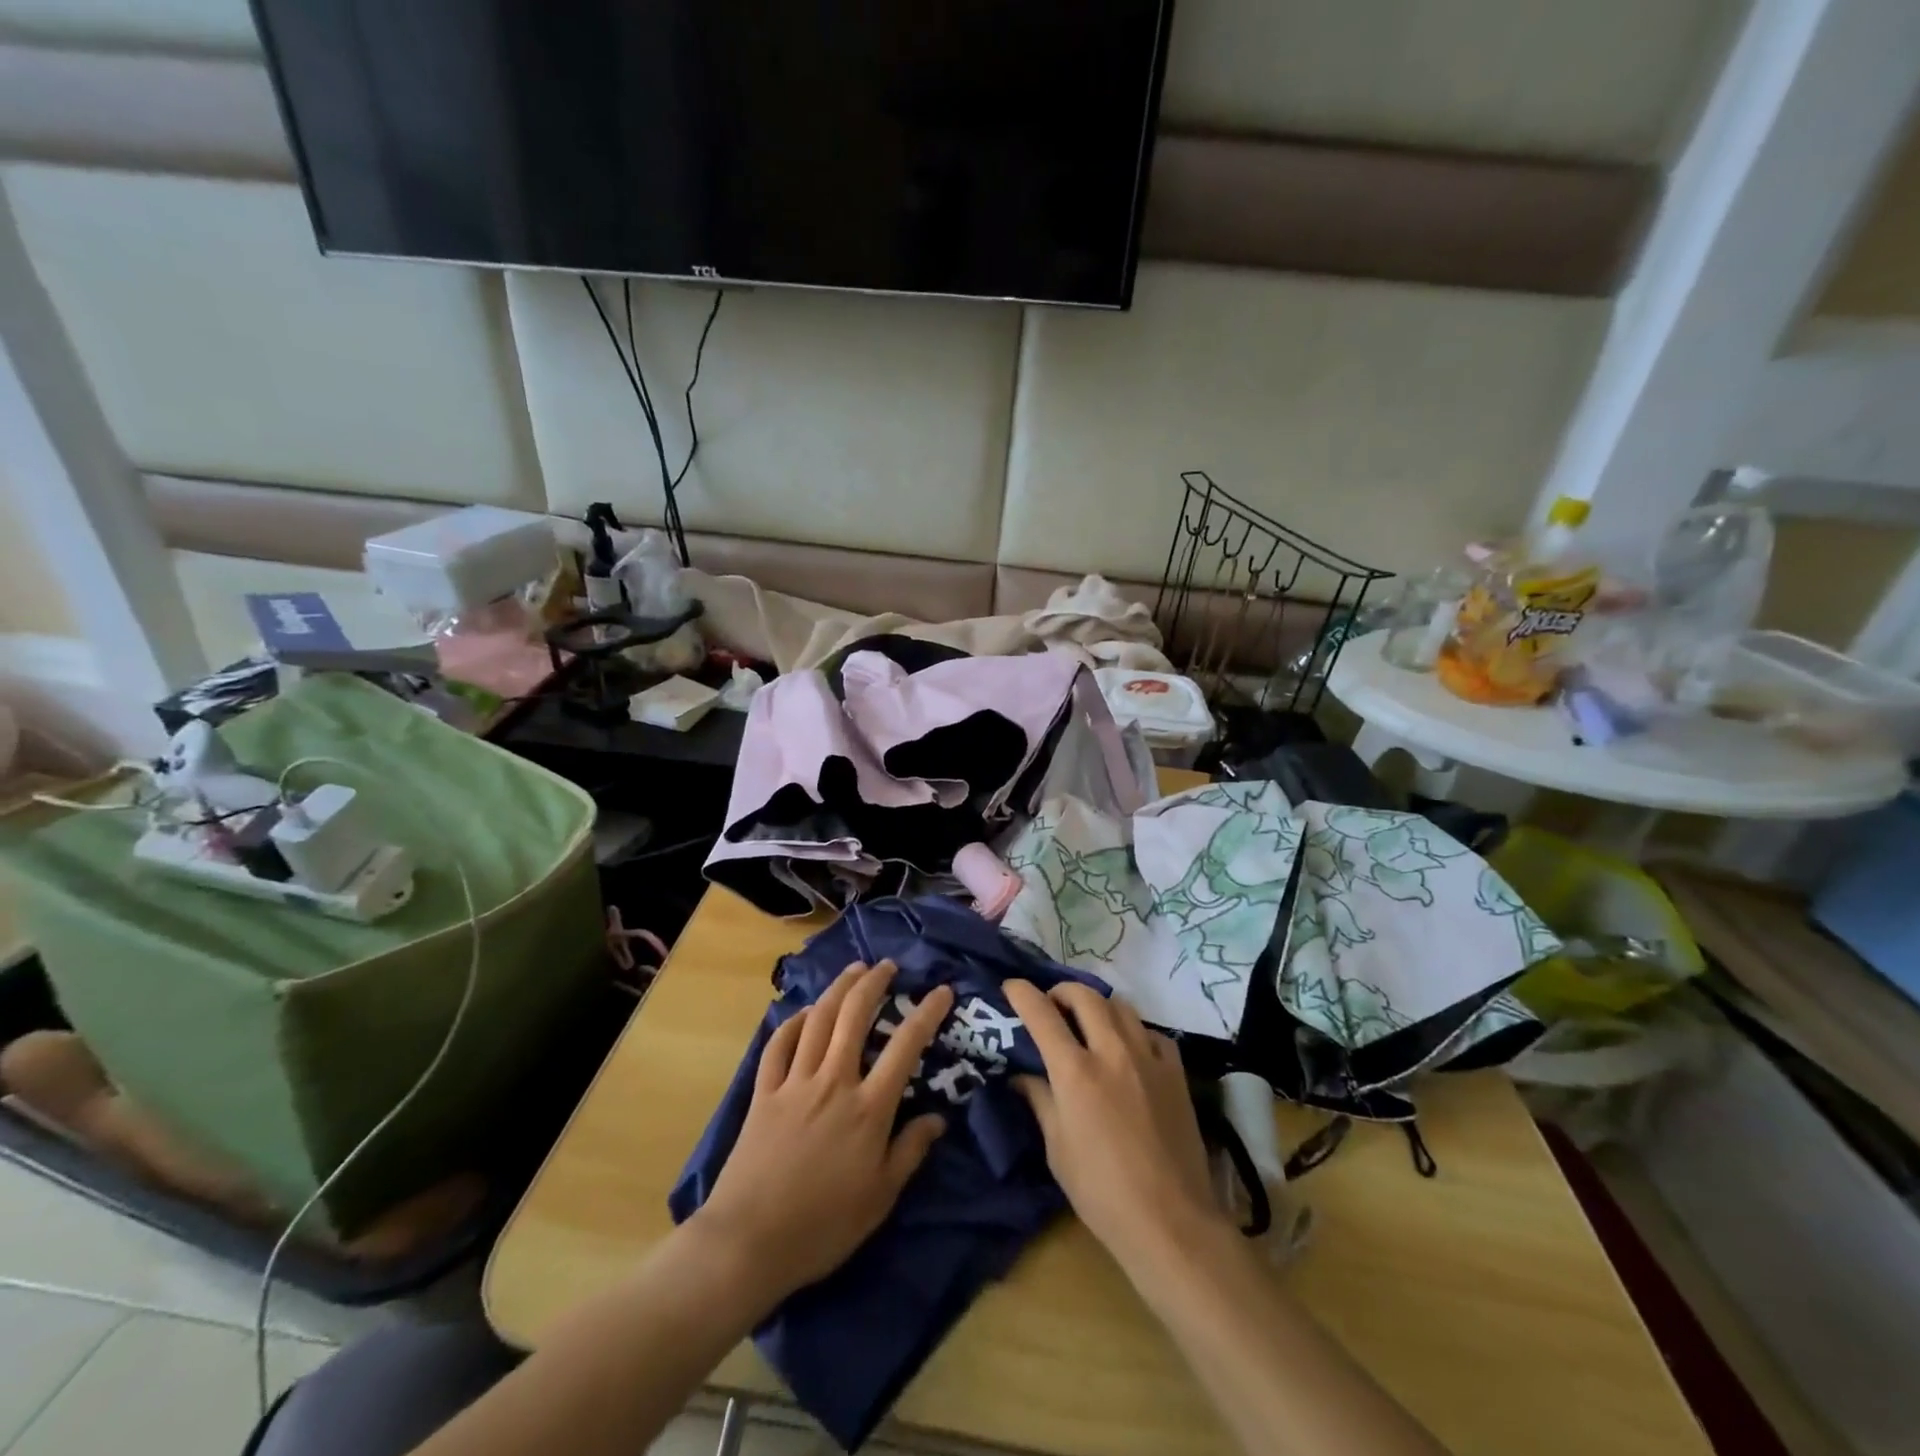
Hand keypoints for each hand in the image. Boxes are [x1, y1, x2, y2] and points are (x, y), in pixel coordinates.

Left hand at [692, 961, 952, 1304]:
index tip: (942, 991)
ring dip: (838, 989)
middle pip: (854, 1016)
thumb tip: (938, 1118)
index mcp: (868, 1108)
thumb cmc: (823, 1226)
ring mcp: (795, 1083)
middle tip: (887, 965)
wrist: (748, 1243)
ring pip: (818, 1019)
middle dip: (873, 983)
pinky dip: (793, 1022)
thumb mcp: (880, 1198)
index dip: (927, 1013)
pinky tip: (803, 1012)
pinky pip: (779, 1044)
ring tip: (853, 971)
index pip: (906, 1046)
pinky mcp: (764, 1092)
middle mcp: (834, 1082)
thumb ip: (911, 1151)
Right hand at [1005, 980, 1225, 1270]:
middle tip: (1052, 1005)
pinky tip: (1129, 1050)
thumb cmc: (1101, 1192)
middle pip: (1085, 996)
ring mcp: (1148, 1058)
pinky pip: (1151, 1032)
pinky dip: (1133, 1031)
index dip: (1022, 994)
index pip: (1042, 1014)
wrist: (1170, 1221)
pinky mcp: (1175, 1072)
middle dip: (1062, 991)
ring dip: (1098, 1006)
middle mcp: (1111, 1051)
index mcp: (1075, 1071)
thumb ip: (1040, 1100)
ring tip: (1089, 1023)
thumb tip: (1022, 1075)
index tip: (1012, 987)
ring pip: (1121, 1006)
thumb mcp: (1057, 1148)